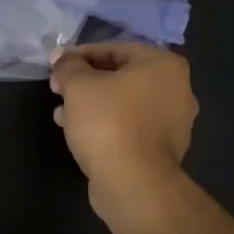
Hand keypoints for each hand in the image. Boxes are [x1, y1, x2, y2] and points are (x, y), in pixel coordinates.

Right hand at [49, 41, 196, 233]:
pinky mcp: (164, 150)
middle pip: (121, 75)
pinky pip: (130, 126)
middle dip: (85, 81)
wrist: (134, 184)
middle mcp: (177, 89)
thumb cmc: (108, 122)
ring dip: (92, 104)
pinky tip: (79, 133)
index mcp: (163, 65)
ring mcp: (174, 122)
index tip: (56, 66)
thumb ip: (68, 65)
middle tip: (58, 89)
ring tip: (62, 113)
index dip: (79, 55)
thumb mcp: (78, 84)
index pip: (115, 48)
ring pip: (124, 103)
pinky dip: (106, 124)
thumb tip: (61, 57)